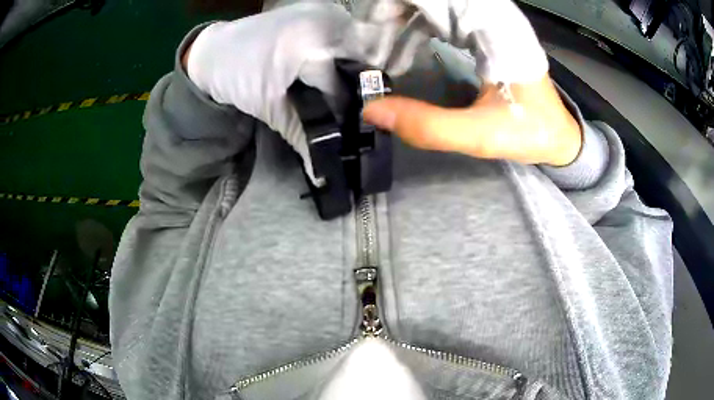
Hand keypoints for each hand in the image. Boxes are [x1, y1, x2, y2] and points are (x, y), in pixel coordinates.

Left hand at [182, 3, 360, 182]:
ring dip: (353, 65)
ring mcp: (324, 11)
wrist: (214, 51)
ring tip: (340, 84)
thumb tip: (322, 171)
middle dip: (356, 84)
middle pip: (359, 59)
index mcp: (311, 47)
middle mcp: (326, 22)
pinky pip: (346, 30)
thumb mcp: (269, 107)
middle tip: (348, 105)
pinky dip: (344, 48)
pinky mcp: (319, 8)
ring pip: (358, 43)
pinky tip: (332, 62)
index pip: (344, 84)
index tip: (346, 127)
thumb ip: (301, 135)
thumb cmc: (235, 78)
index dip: (346, 109)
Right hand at [360, 0, 581, 165]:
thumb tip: (372, 109)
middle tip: (367, 46)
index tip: (367, 32)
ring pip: (434, 4)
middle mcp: (492, 16)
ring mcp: (489, 20)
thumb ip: (430, 126)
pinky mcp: (485, 29)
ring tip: (379, 51)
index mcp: (496, 30)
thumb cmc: (530, 133)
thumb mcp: (481, 136)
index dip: (396, 5)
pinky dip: (414, 26)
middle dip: (390, 13)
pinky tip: (402, 48)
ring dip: (399, 19)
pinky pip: (441, 14)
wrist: (558, 135)